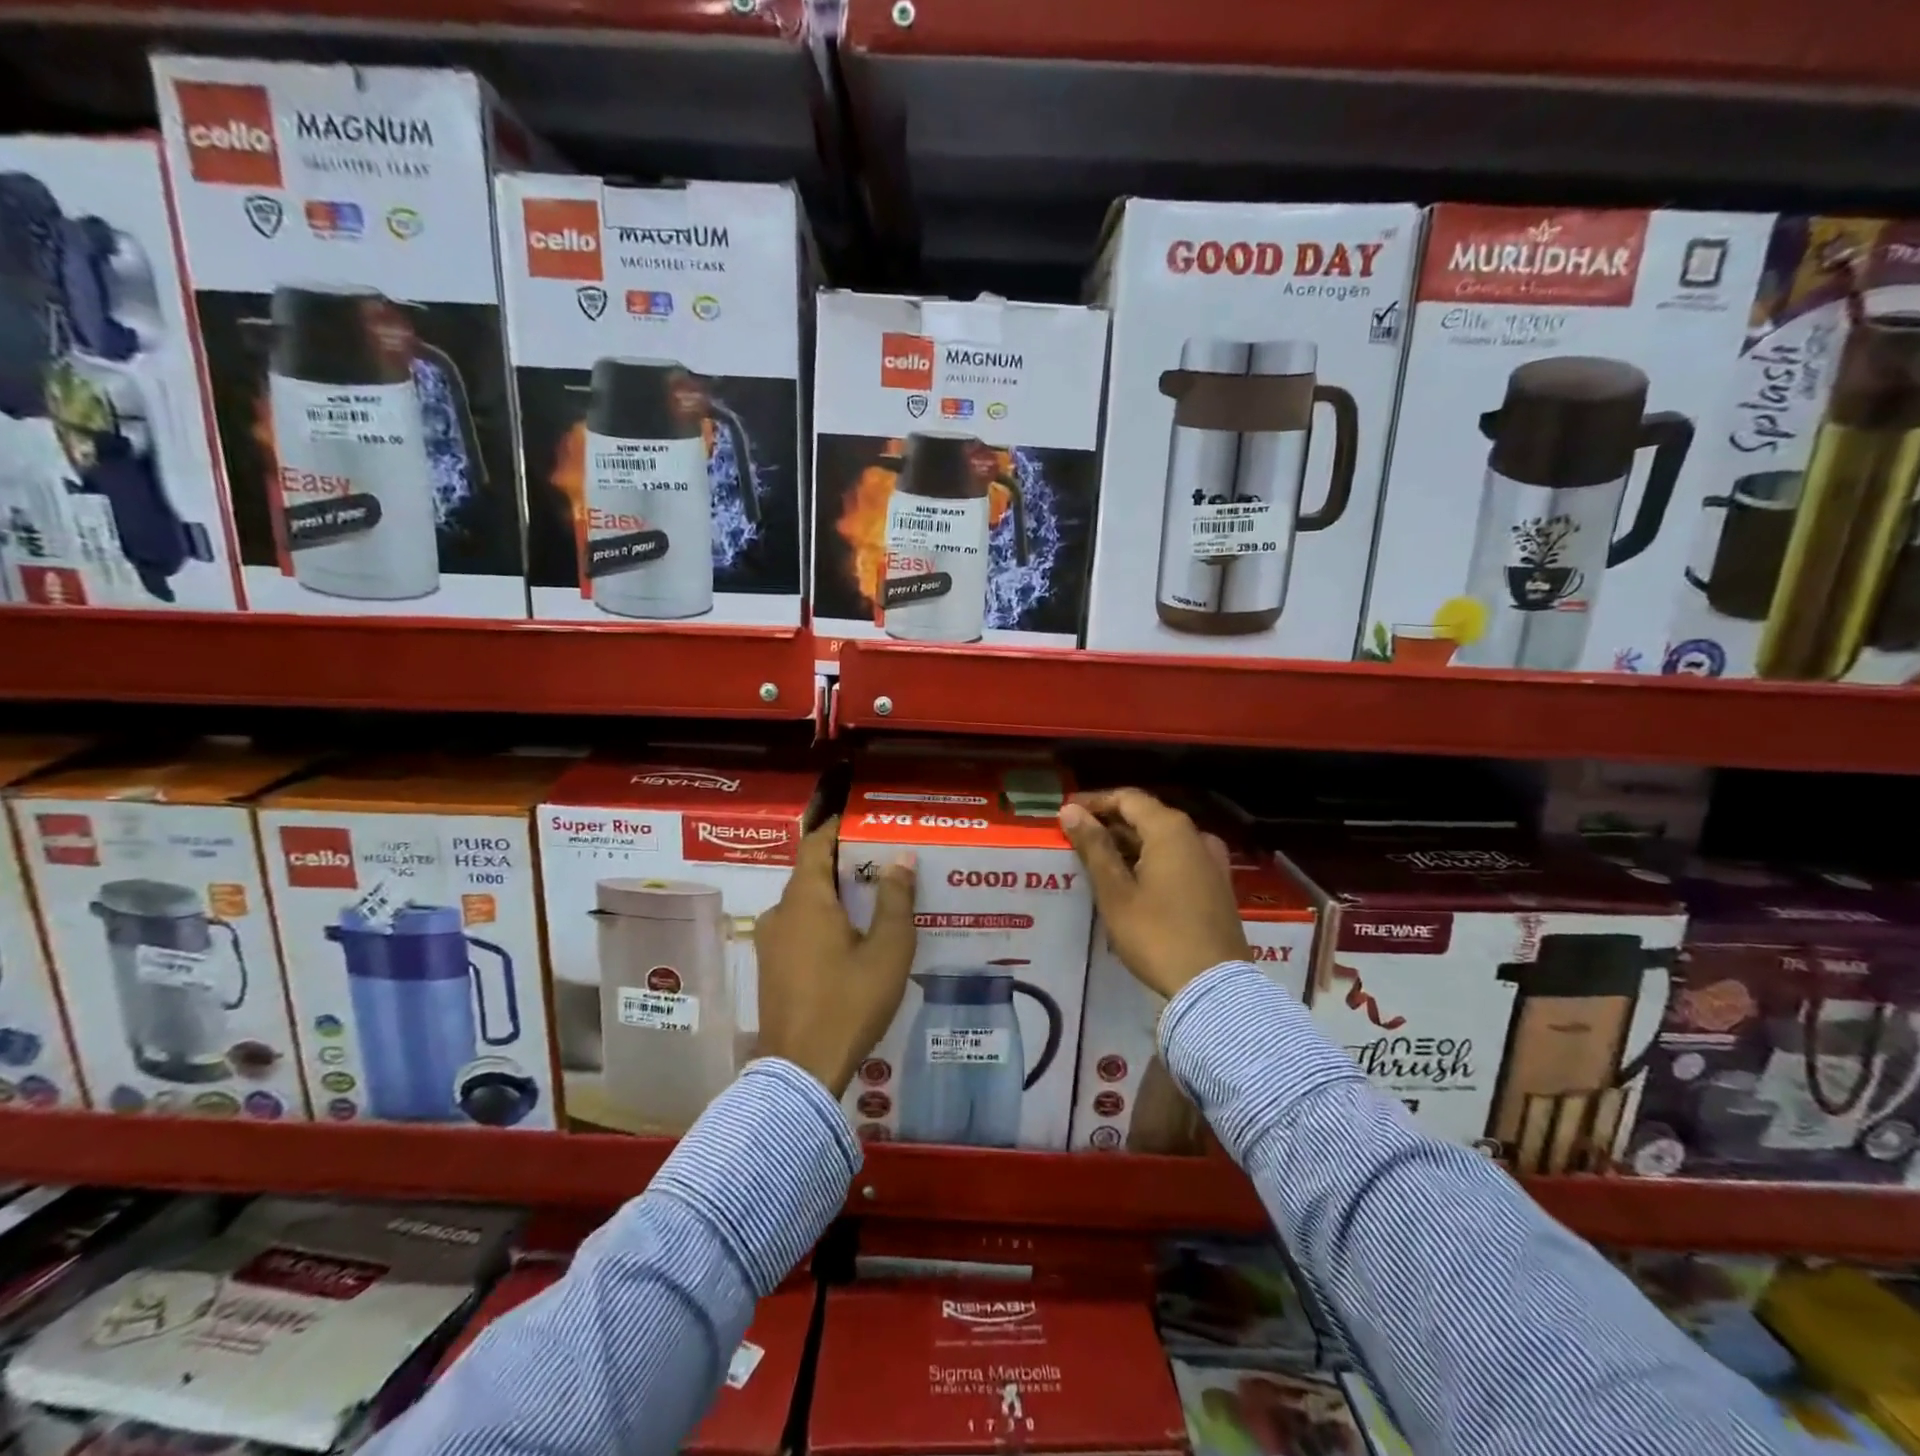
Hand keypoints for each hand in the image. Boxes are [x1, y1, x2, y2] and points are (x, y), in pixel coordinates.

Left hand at [754, 818, 916, 1096]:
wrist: (801, 1071)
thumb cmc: (849, 1003)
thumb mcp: (887, 950)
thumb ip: (896, 900)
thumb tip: (902, 859)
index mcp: (805, 899)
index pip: (816, 844)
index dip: (838, 828)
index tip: (865, 822)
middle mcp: (780, 912)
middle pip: (811, 873)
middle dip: (845, 864)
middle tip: (883, 862)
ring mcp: (771, 941)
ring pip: (805, 903)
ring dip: (834, 895)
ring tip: (872, 899)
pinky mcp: (771, 967)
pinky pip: (798, 927)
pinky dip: (823, 920)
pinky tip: (850, 937)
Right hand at [1059, 789, 1247, 998]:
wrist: (1214, 986)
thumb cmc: (1157, 935)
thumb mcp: (1115, 891)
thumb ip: (1094, 846)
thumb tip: (1071, 810)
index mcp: (1170, 829)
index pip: (1127, 798)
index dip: (1095, 802)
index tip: (1067, 813)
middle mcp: (1196, 836)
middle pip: (1147, 815)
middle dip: (1110, 823)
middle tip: (1077, 839)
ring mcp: (1212, 861)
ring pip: (1163, 839)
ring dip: (1130, 843)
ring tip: (1099, 860)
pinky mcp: (1217, 885)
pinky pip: (1179, 858)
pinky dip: (1152, 860)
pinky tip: (1132, 880)